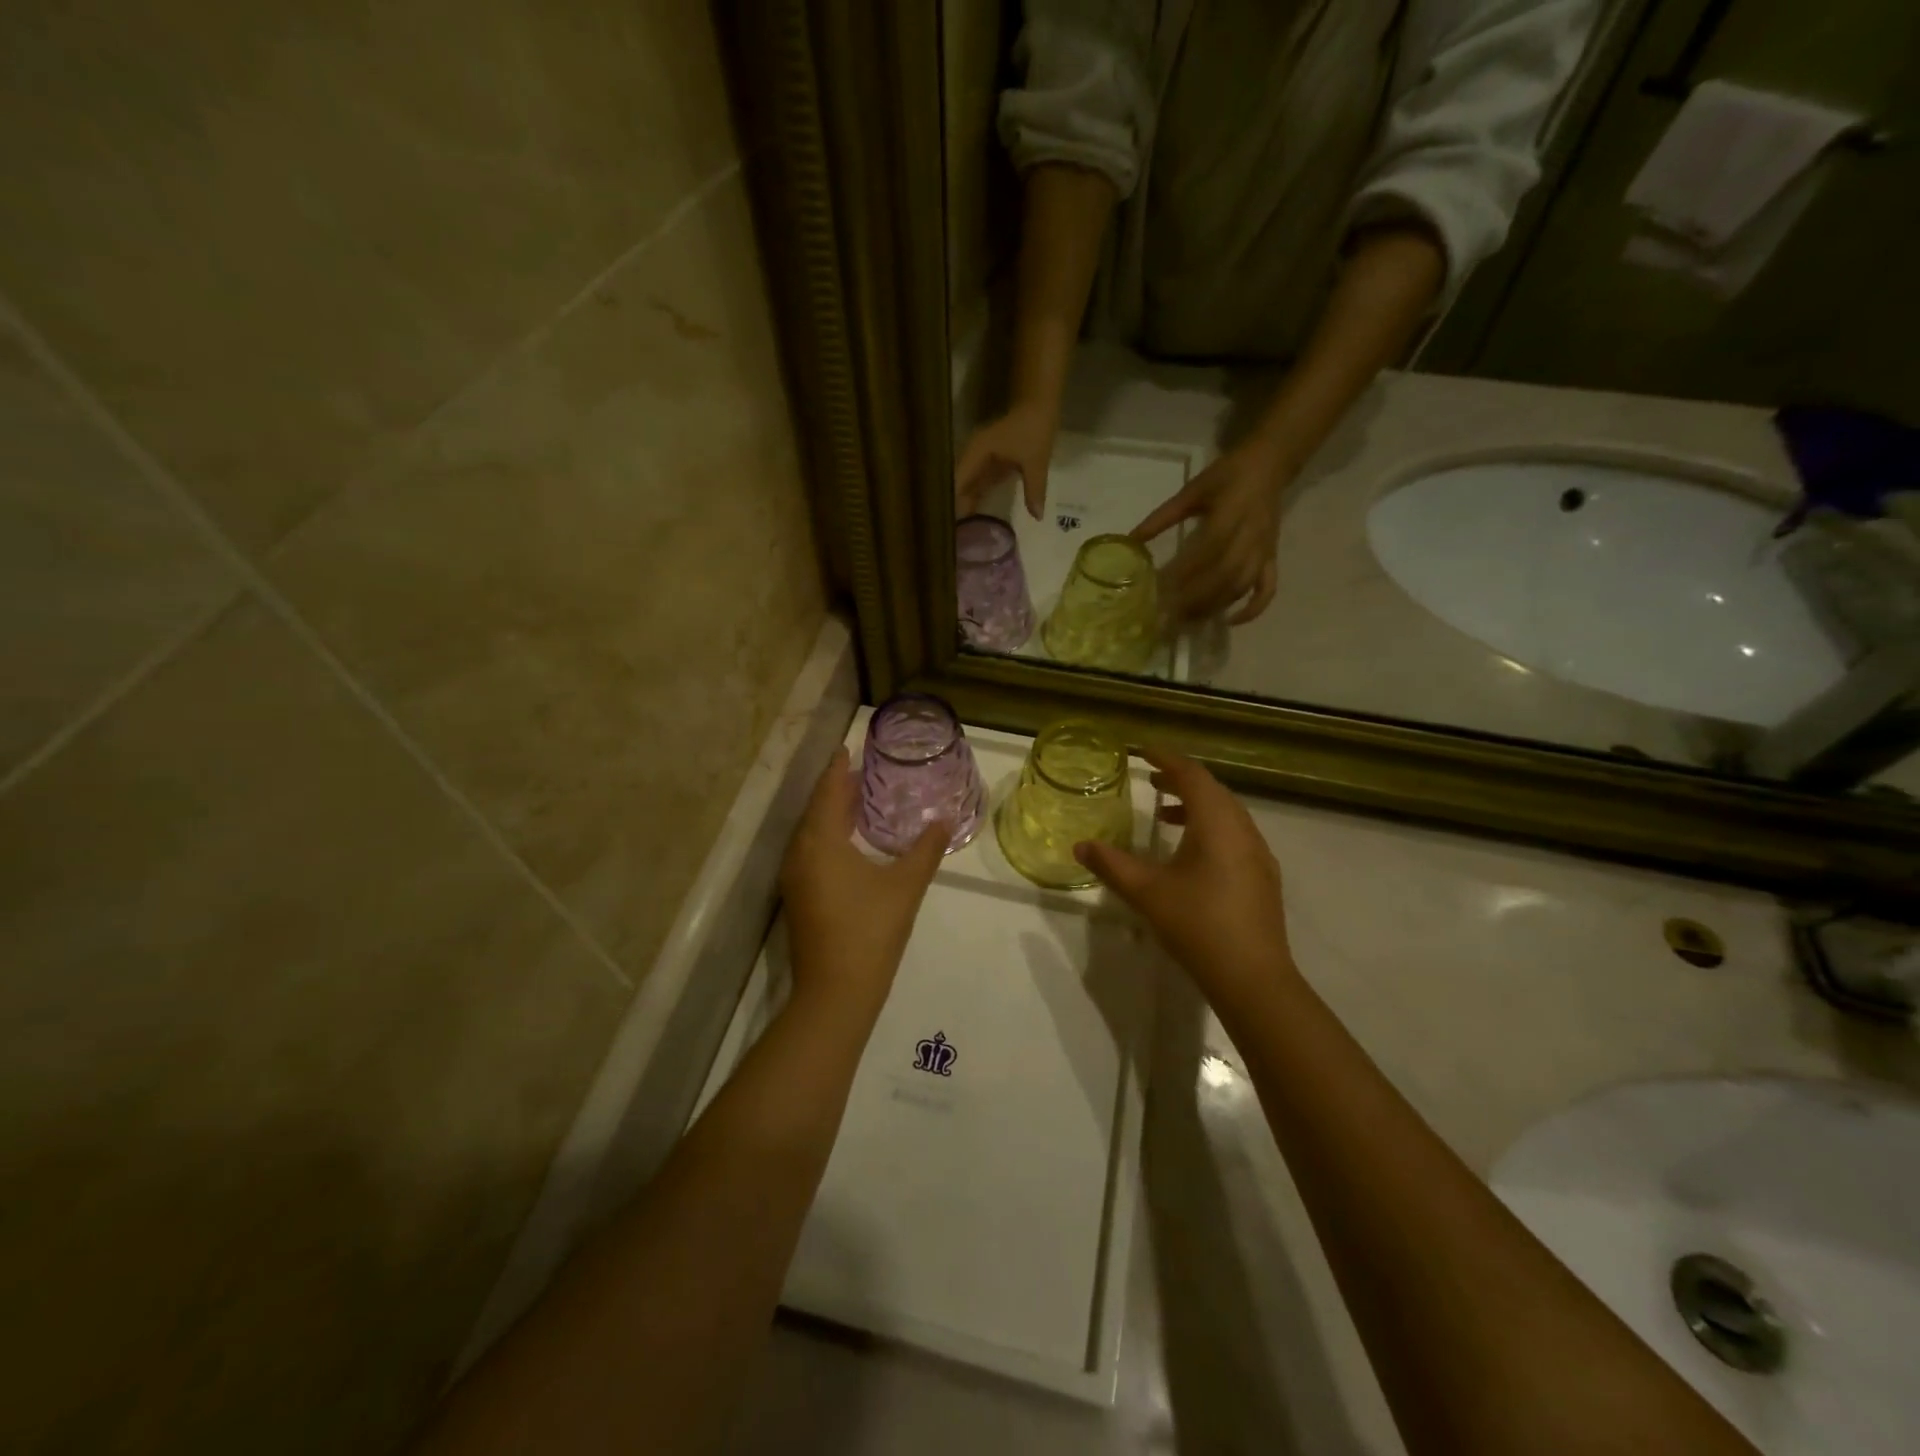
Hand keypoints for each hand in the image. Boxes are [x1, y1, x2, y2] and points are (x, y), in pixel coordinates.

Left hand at [780, 748, 947, 1014]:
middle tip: (863, 771)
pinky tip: (849, 842)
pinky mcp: (798, 897)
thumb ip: (926, 849)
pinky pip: (810, 851)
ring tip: (859, 800)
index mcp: (821, 842)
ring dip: (831, 813)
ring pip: (811, 832)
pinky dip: (827, 836)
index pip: (827, 792)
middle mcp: (800, 853)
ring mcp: (795, 878)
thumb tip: (943, 821)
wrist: (836, 992)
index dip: (838, 769)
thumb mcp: (905, 886)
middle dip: (836, 788)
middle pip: (816, 809)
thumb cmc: (871, 930)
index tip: (848, 747)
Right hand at [955, 401, 1058, 519]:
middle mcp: (972, 456)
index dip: (952, 503)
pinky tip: (974, 515)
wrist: (1038, 403)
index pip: (956, 483)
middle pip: (958, 486)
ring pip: (967, 486)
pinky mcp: (988, 462)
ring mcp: (979, 459)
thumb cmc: (1034, 428)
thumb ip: (1034, 490)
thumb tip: (1037, 516)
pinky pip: (978, 483)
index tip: (949, 525)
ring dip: (964, 503)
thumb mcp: (1035, 461)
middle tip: (953, 534)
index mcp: (976, 453)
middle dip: (955, 507)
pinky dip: (976, 497)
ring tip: (960, 530)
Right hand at [1073, 749, 1297, 1020]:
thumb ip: (1111, 864)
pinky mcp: (1263, 876)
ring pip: (1227, 813)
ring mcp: (1259, 854)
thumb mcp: (1146, 892)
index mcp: (1217, 823)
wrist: (1253, 977)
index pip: (1192, 775)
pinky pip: (1236, 834)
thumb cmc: (1197, 924)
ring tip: (1166, 815)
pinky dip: (1211, 827)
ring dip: (1197, 805)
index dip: (1167, 759)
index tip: (1142, 751)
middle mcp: (1243, 830)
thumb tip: (1080, 846)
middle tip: (1151, 781)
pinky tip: (1192, 854)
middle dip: (1182, 780)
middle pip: (1213, 790)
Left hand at [1132, 440, 1289, 624]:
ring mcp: (1264, 550)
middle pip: (1224, 575)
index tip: (1158, 590)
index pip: (1207, 550)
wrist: (1271, 464)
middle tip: (1168, 618)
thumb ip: (1161, 518)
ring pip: (1241, 586)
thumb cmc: (1227, 475)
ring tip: (1186, 623)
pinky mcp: (1271, 558)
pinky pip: (1267, 588)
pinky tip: (1229, 621)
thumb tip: (1130, 542)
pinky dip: (1252, 609)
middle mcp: (1251, 536)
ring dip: (1214, 606)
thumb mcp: (1192, 491)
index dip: (1184, 573)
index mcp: (1231, 514)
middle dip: (1195, 599)